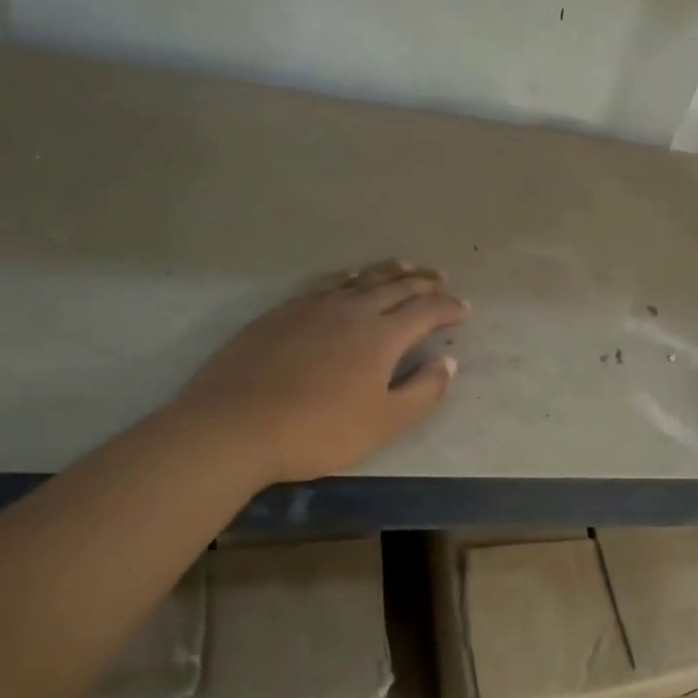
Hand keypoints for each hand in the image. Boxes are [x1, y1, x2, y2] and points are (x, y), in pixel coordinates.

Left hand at [169, 260, 467, 483]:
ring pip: (360, 279)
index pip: (425, 311)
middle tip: (440, 279)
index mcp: (381, 336)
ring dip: (388, 272)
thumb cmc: (318, 430)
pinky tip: (348, 280)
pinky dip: (348, 278)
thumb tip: (447, 362)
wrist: (234, 426)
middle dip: (423, 282)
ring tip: (405, 267)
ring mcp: (313, 307)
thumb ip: (423, 391)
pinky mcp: (282, 313)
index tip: (463, 308)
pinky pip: (327, 284)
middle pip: (395, 287)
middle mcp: (351, 310)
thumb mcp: (384, 422)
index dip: (448, 307)